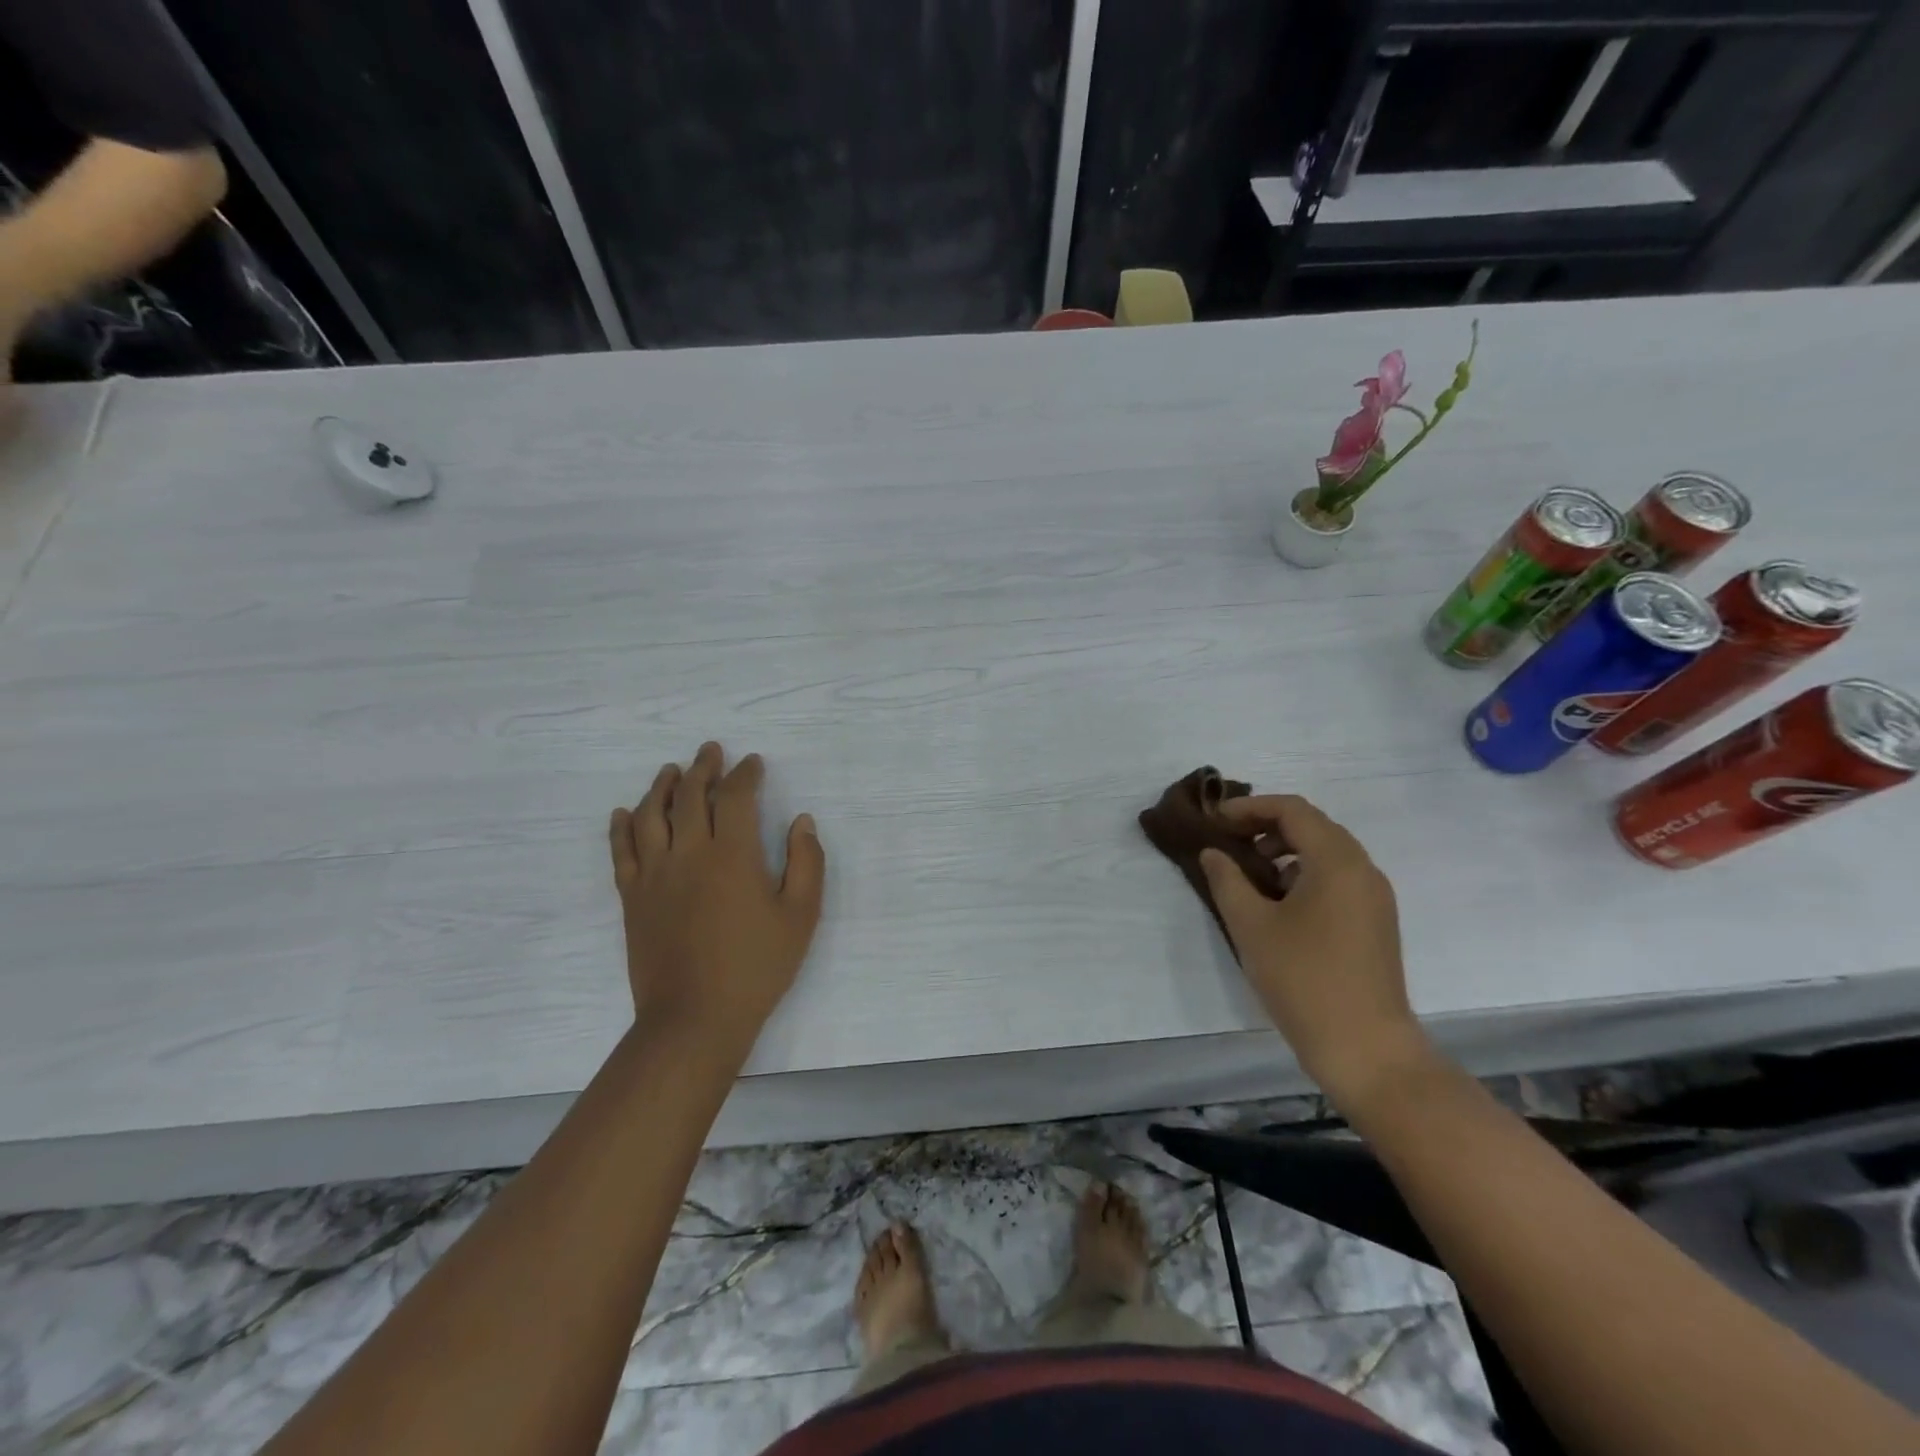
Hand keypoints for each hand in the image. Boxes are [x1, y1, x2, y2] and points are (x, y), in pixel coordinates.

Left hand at [608, 743, 825, 1060]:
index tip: (753, 763)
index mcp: (732, 855)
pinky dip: (622, 827)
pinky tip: (625, 813)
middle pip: (690, 796)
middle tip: (711, 750)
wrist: (694, 1019)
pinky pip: (621, 851)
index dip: (744, 774)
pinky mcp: (632, 898)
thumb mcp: (801, 916)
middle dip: (703, 768)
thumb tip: (801, 822)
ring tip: (671, 770)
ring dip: (662, 787)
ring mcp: (654, 875)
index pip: (735, 797)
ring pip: (651, 816)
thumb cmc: (756, 967)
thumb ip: (807, 863)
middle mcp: (688, 854)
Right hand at [1199, 795, 1435, 1107]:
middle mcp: (1363, 869)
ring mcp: (1374, 896)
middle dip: (1266, 826)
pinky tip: (1277, 902)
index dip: (1249, 807)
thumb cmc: (1303, 979)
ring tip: (1248, 873)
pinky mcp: (1375, 921)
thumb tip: (1214, 852)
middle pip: (1312, 825)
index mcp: (1337, 861)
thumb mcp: (1251, 925)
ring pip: (1326, 852)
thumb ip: (1227, 880)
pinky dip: (1303, 873)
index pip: (1292, 810)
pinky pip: (1337, 877)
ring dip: (1285, 850)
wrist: (1365, 1048)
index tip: (1215, 820)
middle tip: (1227, 840)